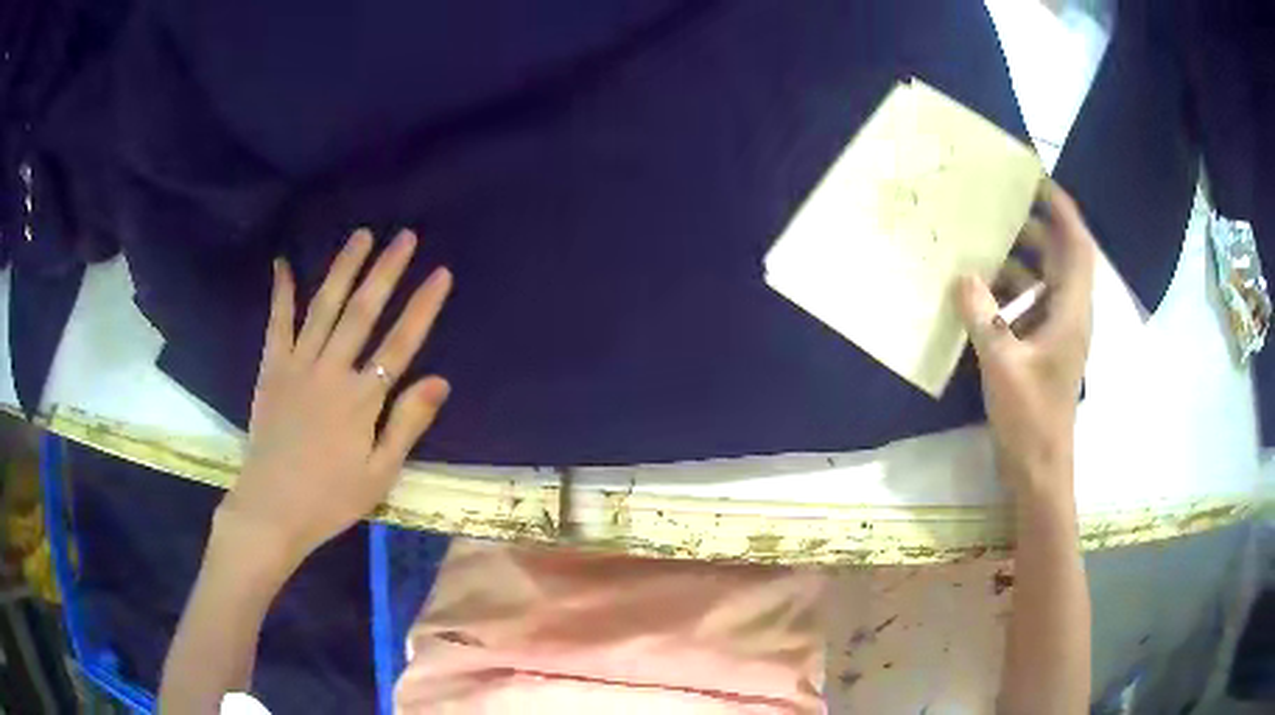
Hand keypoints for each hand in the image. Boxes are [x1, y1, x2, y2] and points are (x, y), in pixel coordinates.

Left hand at [220, 229, 452, 562]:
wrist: (272, 508)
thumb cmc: (330, 498)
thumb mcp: (379, 474)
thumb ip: (407, 425)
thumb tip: (439, 381)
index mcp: (362, 400)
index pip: (400, 343)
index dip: (422, 307)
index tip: (440, 273)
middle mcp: (331, 371)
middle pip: (363, 312)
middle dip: (386, 271)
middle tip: (404, 236)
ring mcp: (298, 366)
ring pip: (324, 308)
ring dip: (343, 269)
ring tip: (361, 236)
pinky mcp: (272, 370)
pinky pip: (277, 325)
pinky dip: (281, 293)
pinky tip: (283, 264)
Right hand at [956, 180, 1096, 495]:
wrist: (1039, 469)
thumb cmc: (1030, 418)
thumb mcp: (1002, 364)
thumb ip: (983, 316)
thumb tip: (964, 277)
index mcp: (1072, 312)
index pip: (1078, 247)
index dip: (1064, 211)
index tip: (1040, 182)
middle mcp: (1071, 316)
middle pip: (1063, 259)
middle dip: (1038, 229)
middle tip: (1001, 208)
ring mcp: (1059, 335)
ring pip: (1047, 283)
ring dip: (1023, 261)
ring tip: (987, 244)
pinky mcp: (1045, 351)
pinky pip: (1033, 307)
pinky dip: (1014, 293)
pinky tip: (984, 294)